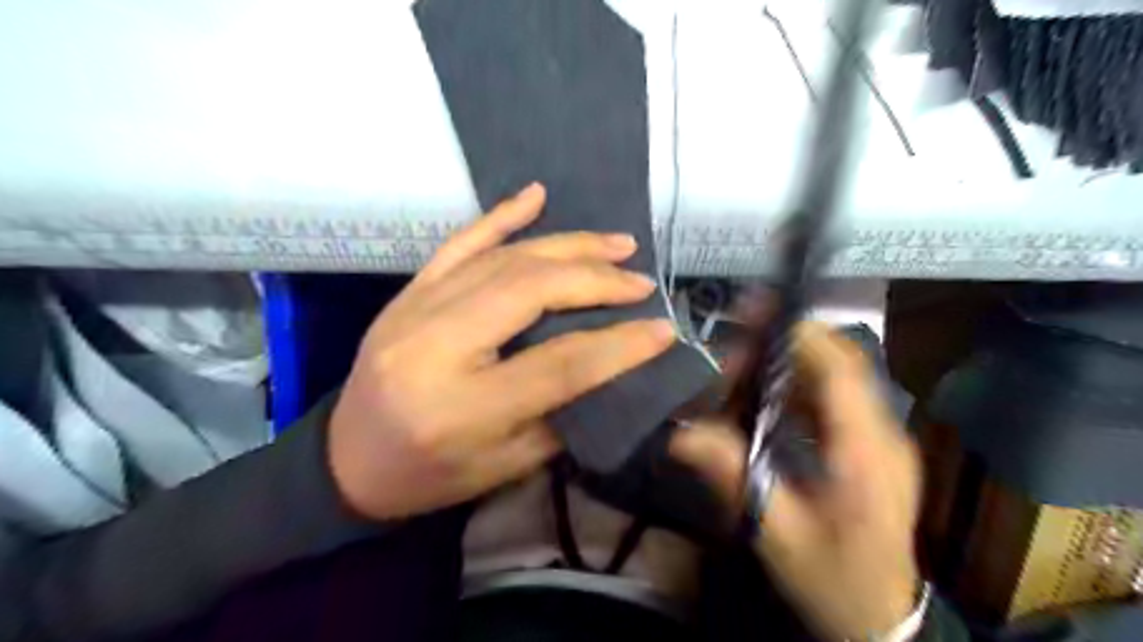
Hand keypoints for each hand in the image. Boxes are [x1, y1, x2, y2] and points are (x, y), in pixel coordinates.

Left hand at [325, 182, 672, 521]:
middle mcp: (436, 346)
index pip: (559, 364)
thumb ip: (561, 413)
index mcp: (463, 408)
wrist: (346, 461)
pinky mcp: (408, 293)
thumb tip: (612, 363)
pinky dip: (501, 216)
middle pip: (530, 293)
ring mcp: (415, 310)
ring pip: (504, 259)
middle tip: (640, 280)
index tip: (663, 328)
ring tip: (616, 244)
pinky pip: (460, 243)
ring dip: (567, 246)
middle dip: (596, 280)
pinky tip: (536, 195)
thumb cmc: (430, 476)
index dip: (619, 346)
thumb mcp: (505, 467)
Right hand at [673, 323, 921, 641]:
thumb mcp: (778, 532)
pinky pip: (835, 397)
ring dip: (790, 361)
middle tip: (736, 342)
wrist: (883, 618)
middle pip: (839, 363)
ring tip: (743, 364)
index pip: (840, 370)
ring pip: (837, 376)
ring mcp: (881, 436)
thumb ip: (734, 476)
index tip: (755, 312)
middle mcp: (882, 432)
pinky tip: (766, 394)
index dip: (799, 334)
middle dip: (787, 342)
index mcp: (865, 452)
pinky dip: (799, 384)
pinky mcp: (872, 444)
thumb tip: (681, 435)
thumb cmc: (833, 578)